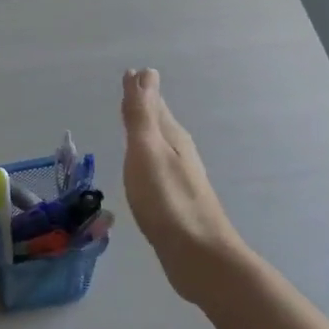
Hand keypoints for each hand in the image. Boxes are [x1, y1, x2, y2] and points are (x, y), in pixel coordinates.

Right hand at [121, 68, 242, 294]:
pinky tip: (145, 170)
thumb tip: (146, 73)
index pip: (154, 105)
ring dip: (148, 133)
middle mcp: (180, 154)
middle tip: (132, 92)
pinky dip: (148, 160)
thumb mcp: (147, 151)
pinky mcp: (177, 203)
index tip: (131, 73)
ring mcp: (181, 179)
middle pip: (160, 124)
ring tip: (135, 126)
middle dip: (146, 108)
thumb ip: (142, 114)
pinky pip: (159, 169)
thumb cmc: (167, 201)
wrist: (197, 256)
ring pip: (161, 146)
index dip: (141, 90)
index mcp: (172, 138)